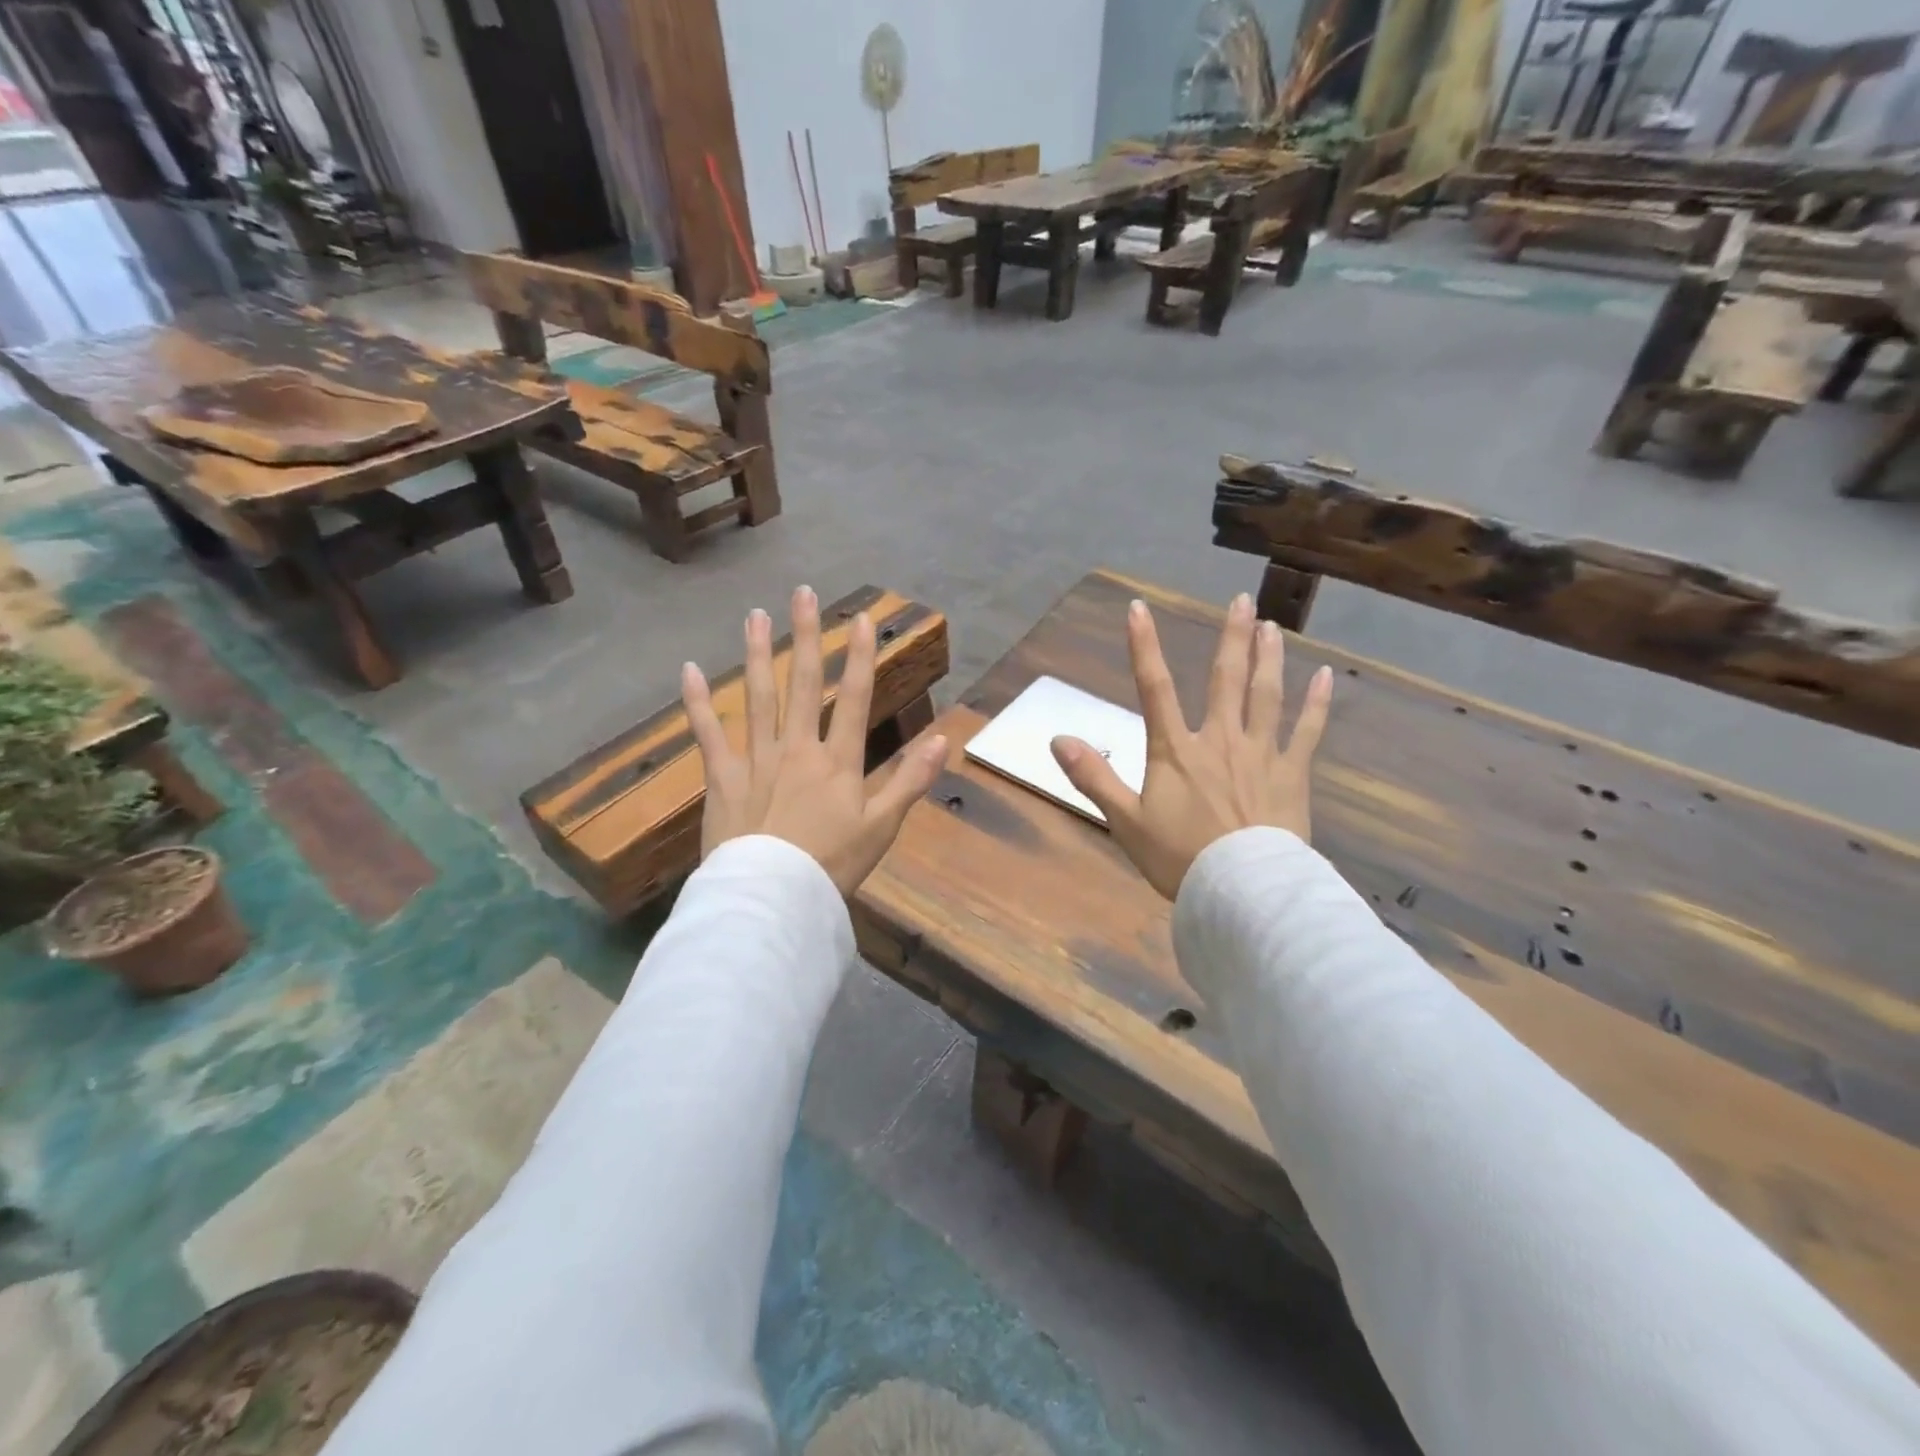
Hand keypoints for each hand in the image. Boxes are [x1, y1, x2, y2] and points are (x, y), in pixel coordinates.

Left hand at [682, 585, 948, 896]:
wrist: (773, 898)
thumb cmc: (832, 865)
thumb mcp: (882, 828)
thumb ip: (911, 781)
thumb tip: (944, 740)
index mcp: (838, 761)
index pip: (854, 698)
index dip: (859, 657)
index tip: (859, 618)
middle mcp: (797, 748)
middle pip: (803, 683)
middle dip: (805, 637)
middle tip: (802, 593)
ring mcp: (756, 759)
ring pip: (757, 697)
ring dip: (756, 653)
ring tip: (755, 615)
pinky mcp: (722, 778)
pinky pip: (708, 734)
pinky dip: (697, 702)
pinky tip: (688, 669)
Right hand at [1050, 593, 1331, 899]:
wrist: (1243, 891)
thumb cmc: (1180, 858)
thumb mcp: (1125, 821)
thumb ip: (1093, 777)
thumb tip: (1057, 739)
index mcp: (1176, 750)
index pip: (1154, 688)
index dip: (1144, 646)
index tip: (1139, 608)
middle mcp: (1220, 740)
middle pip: (1225, 679)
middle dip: (1231, 637)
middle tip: (1241, 600)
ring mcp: (1261, 754)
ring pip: (1267, 695)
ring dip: (1269, 658)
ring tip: (1273, 626)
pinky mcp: (1292, 775)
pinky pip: (1307, 732)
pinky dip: (1317, 704)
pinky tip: (1325, 677)